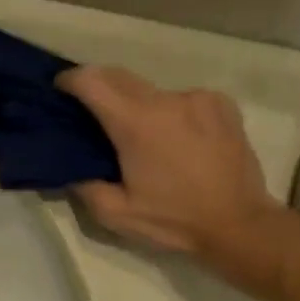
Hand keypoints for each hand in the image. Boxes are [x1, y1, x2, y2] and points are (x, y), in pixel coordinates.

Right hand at [57, 66, 278, 255]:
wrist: (240, 224)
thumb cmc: (174, 220)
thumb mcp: (115, 213)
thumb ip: (84, 185)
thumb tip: (70, 168)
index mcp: (136, 123)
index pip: (92, 82)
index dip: (70, 80)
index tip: (60, 89)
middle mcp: (167, 100)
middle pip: (119, 76)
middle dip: (97, 85)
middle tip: (85, 108)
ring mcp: (198, 98)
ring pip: (151, 90)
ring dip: (136, 104)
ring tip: (137, 134)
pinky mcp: (221, 104)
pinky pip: (182, 98)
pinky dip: (169, 111)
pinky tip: (174, 137)